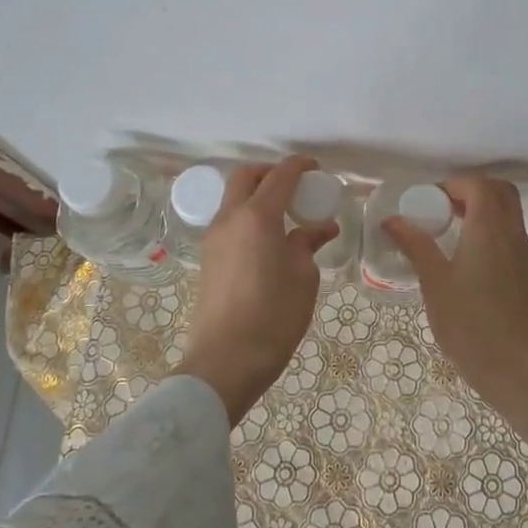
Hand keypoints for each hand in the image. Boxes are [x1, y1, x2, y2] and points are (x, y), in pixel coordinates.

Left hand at [172, 156, 339, 424]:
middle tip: (296, 186)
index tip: (317, 168)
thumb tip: (318, 228)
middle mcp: (230, 218)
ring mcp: (214, 238)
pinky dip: (249, 215)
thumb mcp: (303, 278)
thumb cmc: (273, 317)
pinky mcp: (208, 258)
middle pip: (247, 177)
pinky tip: (269, 238)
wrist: (225, 362)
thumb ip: (307, 244)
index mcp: (258, 217)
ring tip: (285, 214)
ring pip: (234, 198)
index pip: (280, 176)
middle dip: (271, 173)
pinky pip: (229, 220)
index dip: (300, 166)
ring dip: (257, 194)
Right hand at [381, 176, 527, 403]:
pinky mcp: (526, 274)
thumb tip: (392, 220)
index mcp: (489, 228)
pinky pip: (510, 234)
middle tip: (442, 208)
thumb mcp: (434, 282)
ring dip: (482, 209)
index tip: (428, 201)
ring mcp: (523, 254)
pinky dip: (490, 230)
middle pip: (500, 191)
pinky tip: (467, 257)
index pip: (478, 185)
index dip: (453, 184)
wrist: (517, 370)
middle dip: (471, 190)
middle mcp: (512, 233)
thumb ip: (415, 246)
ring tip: (449, 230)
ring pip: (508, 213)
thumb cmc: (470, 323)